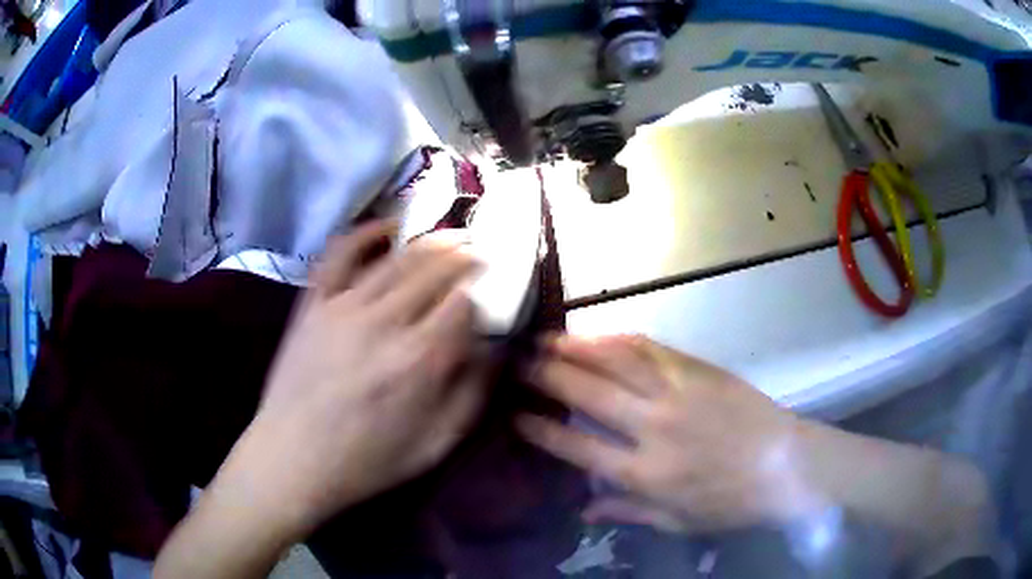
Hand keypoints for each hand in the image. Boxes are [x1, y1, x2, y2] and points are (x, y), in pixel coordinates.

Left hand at [213, 221, 487, 539]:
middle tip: (480, 248)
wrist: (295, 458)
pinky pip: (340, 254)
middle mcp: (385, 321)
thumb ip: (473, 393)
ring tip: (450, 235)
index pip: (463, 302)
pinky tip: (388, 226)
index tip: (492, 287)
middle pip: (434, 270)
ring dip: (430, 241)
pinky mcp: (314, 303)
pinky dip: (366, 232)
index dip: (483, 289)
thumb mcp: (438, 443)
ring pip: (397, 258)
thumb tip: (495, 347)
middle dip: (464, 254)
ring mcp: (344, 306)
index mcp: (421, 359)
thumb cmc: (370, 459)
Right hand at [518, 334, 824, 533]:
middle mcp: (653, 428)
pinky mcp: (698, 370)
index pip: (578, 447)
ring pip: (616, 362)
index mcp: (645, 474)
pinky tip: (598, 334)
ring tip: (545, 338)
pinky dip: (619, 339)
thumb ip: (627, 513)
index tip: (515, 415)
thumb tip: (583, 510)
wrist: (785, 465)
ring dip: (576, 348)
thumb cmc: (730, 502)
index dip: (542, 429)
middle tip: (516, 362)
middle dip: (545, 376)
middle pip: (588, 394)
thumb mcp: (677, 522)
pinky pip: (651, 348)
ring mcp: (676, 393)